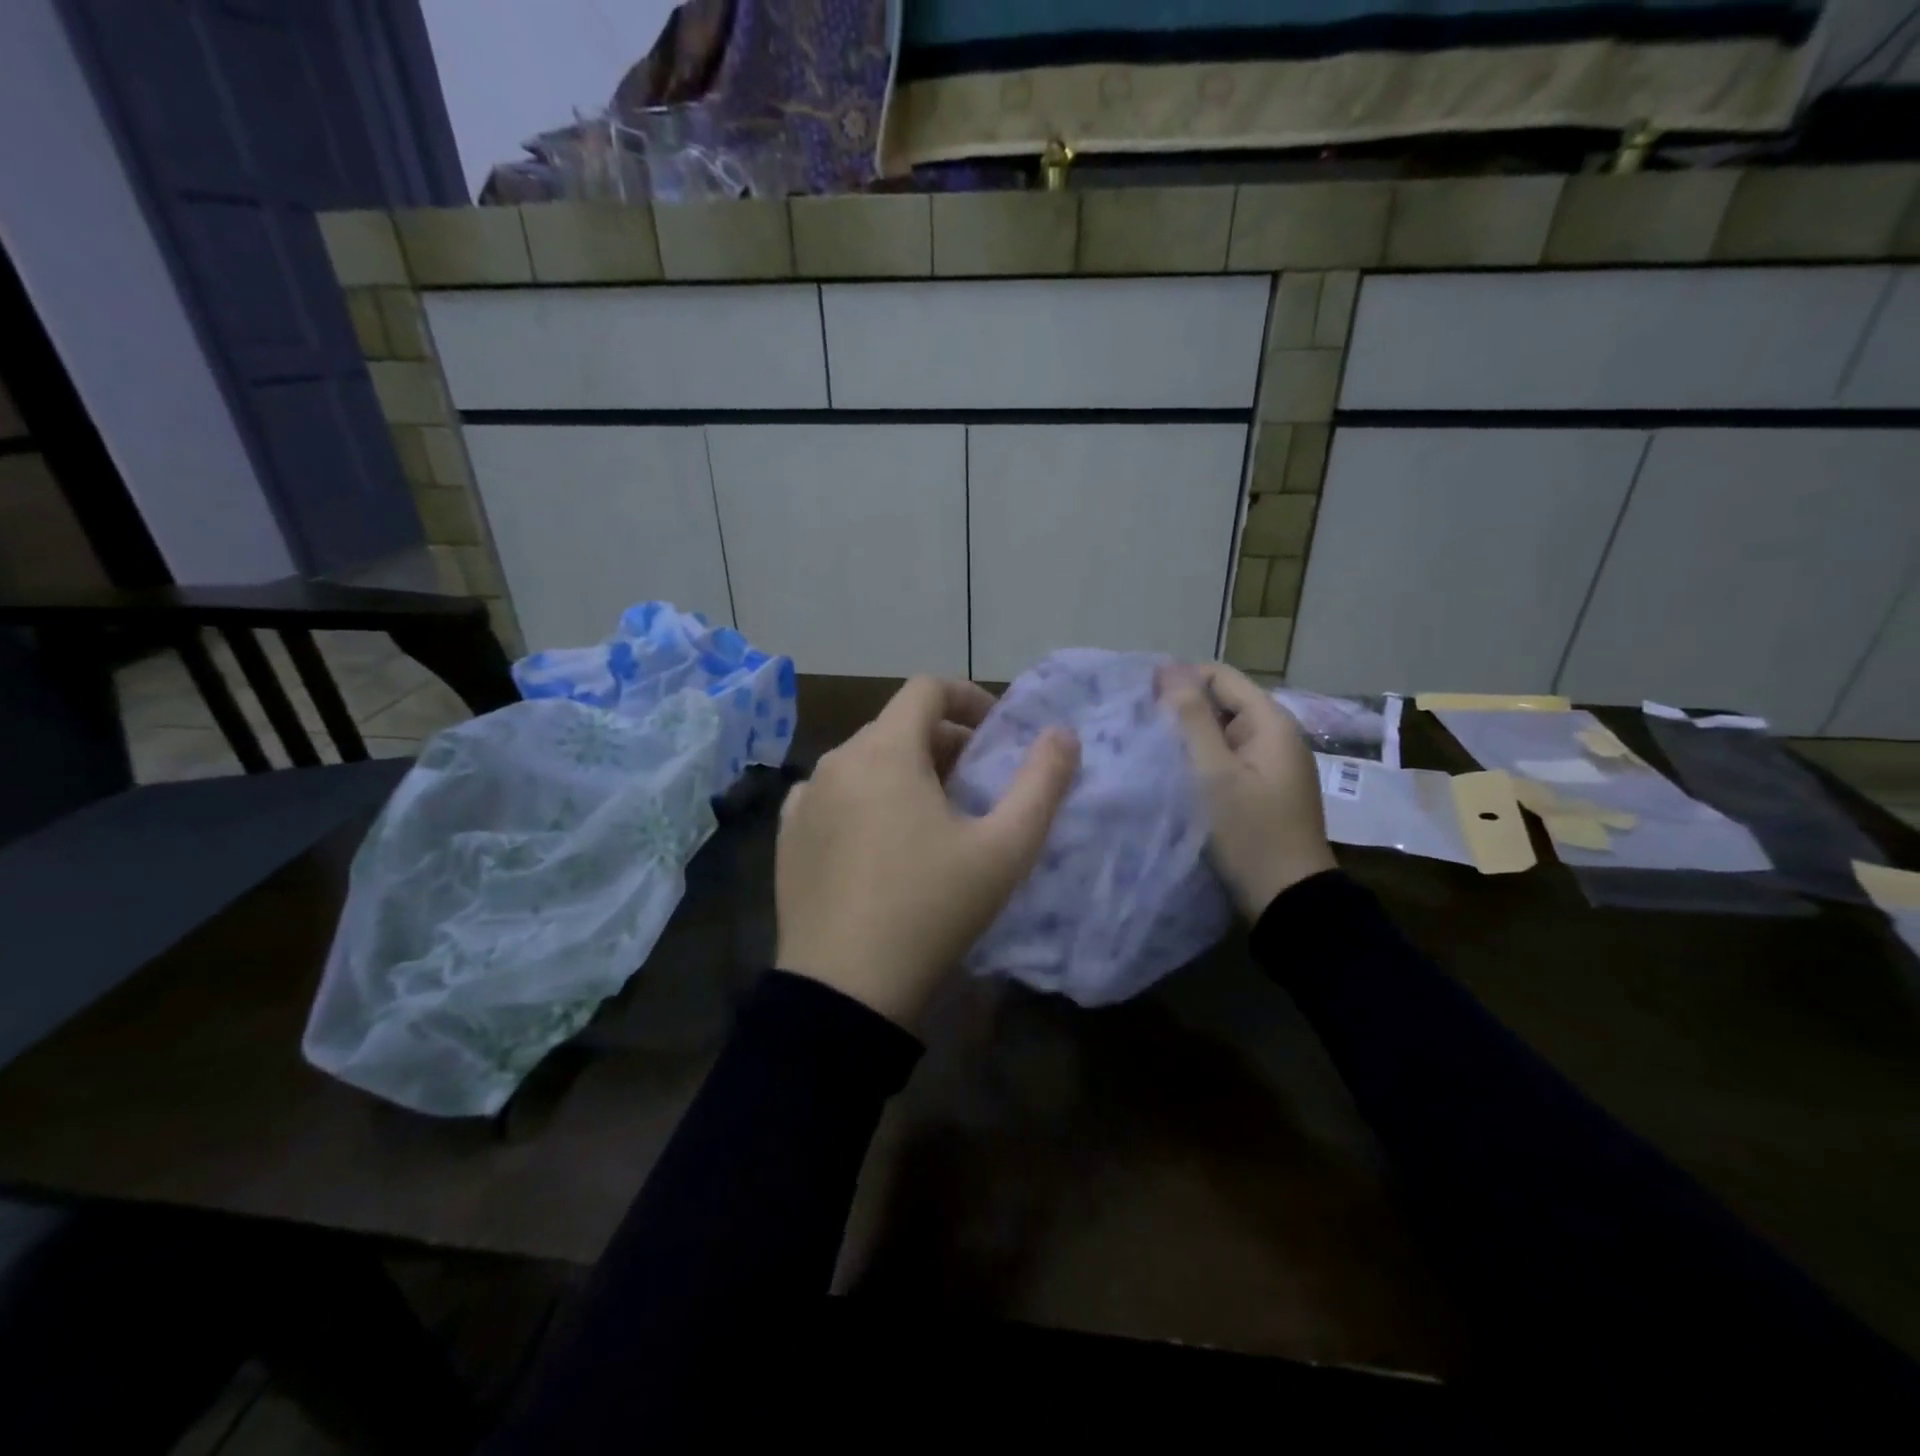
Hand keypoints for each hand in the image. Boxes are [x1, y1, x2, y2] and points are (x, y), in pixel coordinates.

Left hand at [775, 677, 1079, 1027]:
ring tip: (933, 817)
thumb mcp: (1004, 849)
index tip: (996, 732)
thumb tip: (1062, 734)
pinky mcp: (787, 835)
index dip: (969, 697)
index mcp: (885, 751)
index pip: (927, 688)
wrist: (845, 989)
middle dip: (944, 741)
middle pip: (897, 725)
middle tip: (976, 785)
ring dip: (905, 770)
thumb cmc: (932, 909)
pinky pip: (834, 795)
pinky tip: (882, 843)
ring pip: (865, 760)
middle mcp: (836, 761)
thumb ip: (1041, 783)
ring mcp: (804, 798)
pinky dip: (866, 799)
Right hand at [1159, 662, 1336, 919]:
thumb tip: (1168, 666)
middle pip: (1220, 702)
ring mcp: (1270, 763)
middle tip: (1139, 734)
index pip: (1218, 676)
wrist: (1288, 899)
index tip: (1139, 705)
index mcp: (1270, 721)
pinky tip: (1174, 777)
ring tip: (1149, 754)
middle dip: (1180, 712)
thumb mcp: (1213, 773)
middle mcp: (1275, 734)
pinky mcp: (1262, 788)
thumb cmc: (1249, 832)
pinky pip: (1226, 759)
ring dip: (1188, 739)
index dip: (1178, 682)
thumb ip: (1190, 718)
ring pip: (1220, 732)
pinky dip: (1200, 761)